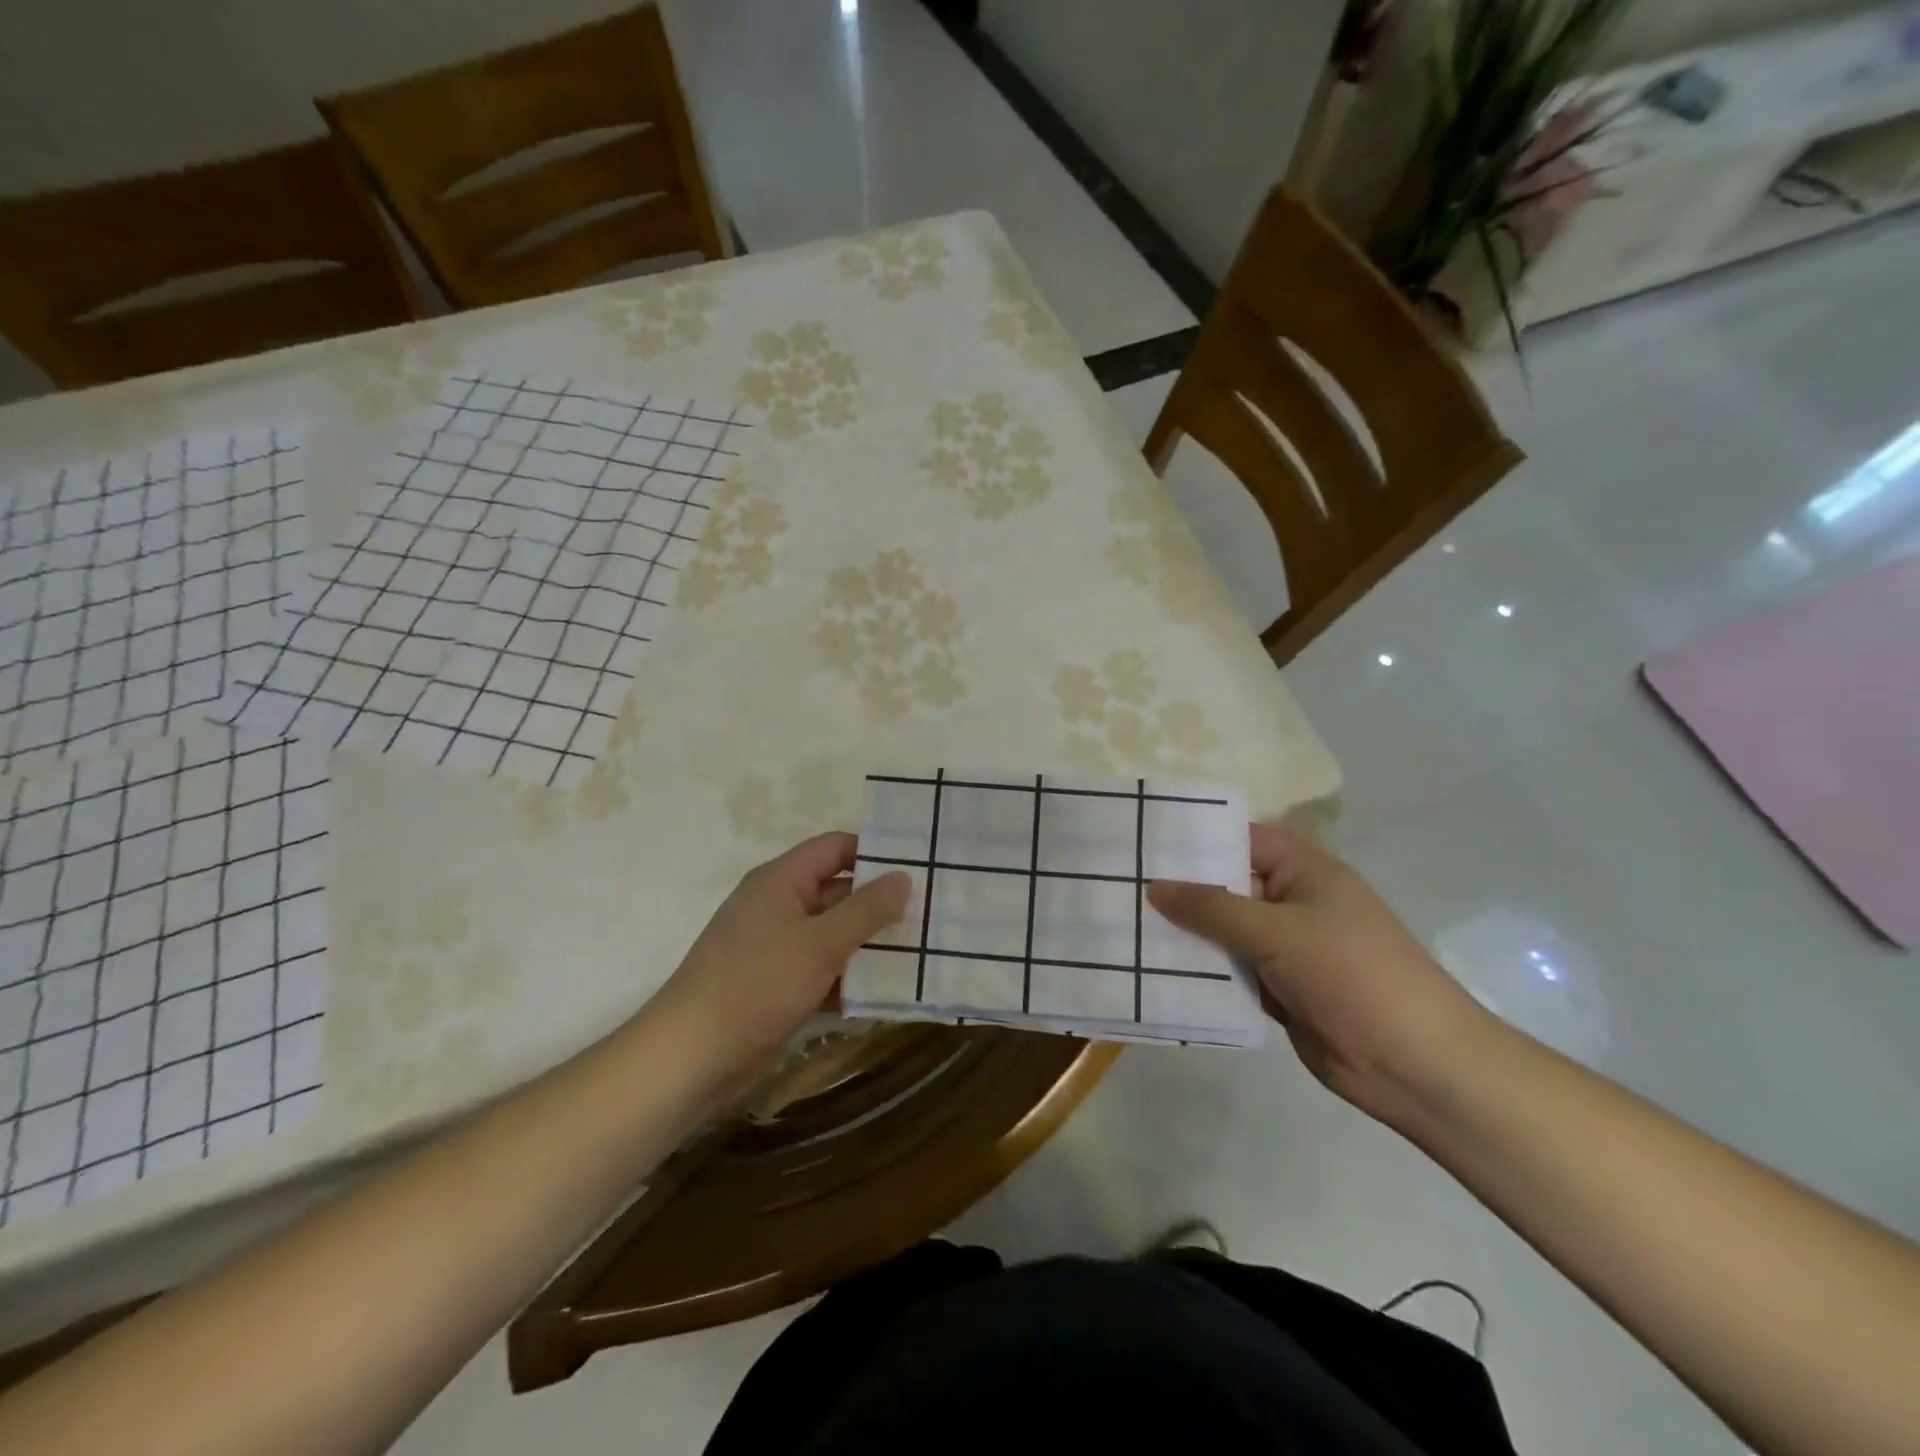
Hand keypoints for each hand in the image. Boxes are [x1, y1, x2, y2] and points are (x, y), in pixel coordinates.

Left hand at [645, 833, 910, 1091]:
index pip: (835, 848)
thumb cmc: (755, 985)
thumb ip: (866, 910)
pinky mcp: (781, 986)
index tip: (919, 866)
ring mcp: (780, 949)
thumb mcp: (819, 943)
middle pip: (839, 892)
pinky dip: (852, 979)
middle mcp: (780, 907)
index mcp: (782, 881)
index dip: (873, 852)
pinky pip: (826, 971)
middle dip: (881, 903)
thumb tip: (903, 877)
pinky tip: (891, 991)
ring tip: (925, 950)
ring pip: (836, 935)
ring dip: (871, 944)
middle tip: (933, 912)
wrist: (691, 1059)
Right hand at [1147, 825, 1495, 1125]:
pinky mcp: (1278, 988)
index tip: (1139, 839)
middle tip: (1117, 882)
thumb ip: (1212, 908)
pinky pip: (1230, 969)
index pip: (1239, 838)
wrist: (1416, 1066)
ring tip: (1122, 923)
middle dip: (1178, 888)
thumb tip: (1154, 886)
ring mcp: (1285, 947)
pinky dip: (1201, 970)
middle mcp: (1292, 901)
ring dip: (1185, 933)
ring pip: (1223, 931)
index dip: (1193, 838)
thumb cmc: (1353, 976)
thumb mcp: (1277, 932)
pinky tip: (1153, 968)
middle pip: (1226, 885)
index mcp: (1304, 870)